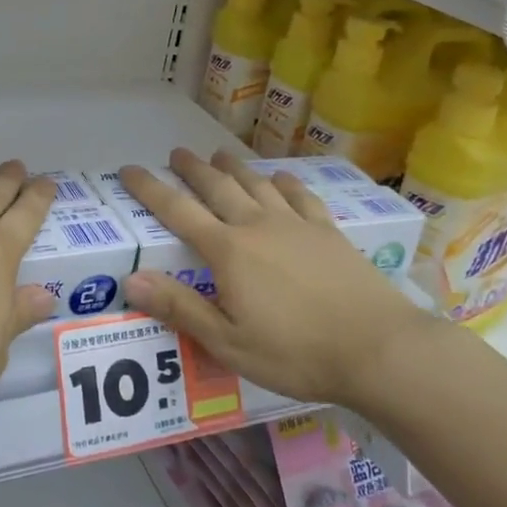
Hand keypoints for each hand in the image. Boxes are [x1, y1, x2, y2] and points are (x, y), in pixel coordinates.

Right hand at [118, 150, 429, 409]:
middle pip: (218, 187)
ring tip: (219, 155)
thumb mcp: (229, 342)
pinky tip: (281, 178)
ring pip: (257, 184)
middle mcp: (258, 226)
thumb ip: (180, 308)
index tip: (128, 170)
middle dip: (193, 169)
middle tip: (176, 153)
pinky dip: (286, 183)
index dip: (150, 189)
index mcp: (229, 251)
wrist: (378, 348)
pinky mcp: (328, 232)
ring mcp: (296, 225)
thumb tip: (130, 279)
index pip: (178, 211)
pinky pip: (301, 197)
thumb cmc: (297, 353)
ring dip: (234, 168)